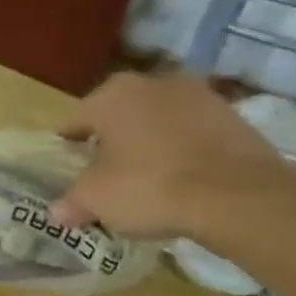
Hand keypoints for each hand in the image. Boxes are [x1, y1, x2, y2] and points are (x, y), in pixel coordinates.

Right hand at [49, 72, 291, 239]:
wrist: (238, 197)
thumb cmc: (149, 187)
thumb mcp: (96, 200)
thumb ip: (72, 201)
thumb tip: (57, 212)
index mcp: (110, 95)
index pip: (75, 121)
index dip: (69, 148)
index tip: (70, 170)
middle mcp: (152, 83)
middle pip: (119, 116)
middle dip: (112, 140)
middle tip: (108, 174)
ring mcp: (199, 95)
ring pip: (159, 121)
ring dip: (151, 142)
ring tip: (149, 179)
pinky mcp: (234, 116)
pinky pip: (194, 133)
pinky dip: (185, 150)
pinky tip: (184, 179)